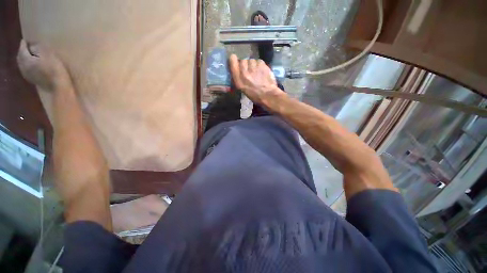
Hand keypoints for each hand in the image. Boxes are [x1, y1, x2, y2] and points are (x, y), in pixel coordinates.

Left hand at [17, 40, 70, 90]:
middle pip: (20, 58)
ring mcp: (28, 76)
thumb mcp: (48, 54)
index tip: (25, 39)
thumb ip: (38, 49)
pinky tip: (31, 66)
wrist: (59, 86)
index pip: (22, 50)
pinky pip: (26, 71)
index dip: (23, 44)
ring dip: (24, 60)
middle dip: (22, 52)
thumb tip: (32, 46)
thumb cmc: (54, 68)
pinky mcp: (33, 80)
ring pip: (22, 65)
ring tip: (28, 56)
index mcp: (26, 60)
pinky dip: (27, 66)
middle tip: (26, 47)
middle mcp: (24, 68)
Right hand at [229, 54, 283, 104]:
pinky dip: (260, 65)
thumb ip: (238, 77)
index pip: (233, 61)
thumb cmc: (255, 95)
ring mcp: (253, 68)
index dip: (234, 59)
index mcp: (238, 80)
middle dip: (245, 64)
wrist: (268, 95)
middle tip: (250, 71)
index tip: (236, 60)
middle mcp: (244, 72)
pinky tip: (262, 72)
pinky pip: (259, 61)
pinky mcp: (261, 65)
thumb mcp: (242, 89)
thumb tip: (238, 70)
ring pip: (251, 60)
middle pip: (243, 60)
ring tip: (257, 72)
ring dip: (253, 65)